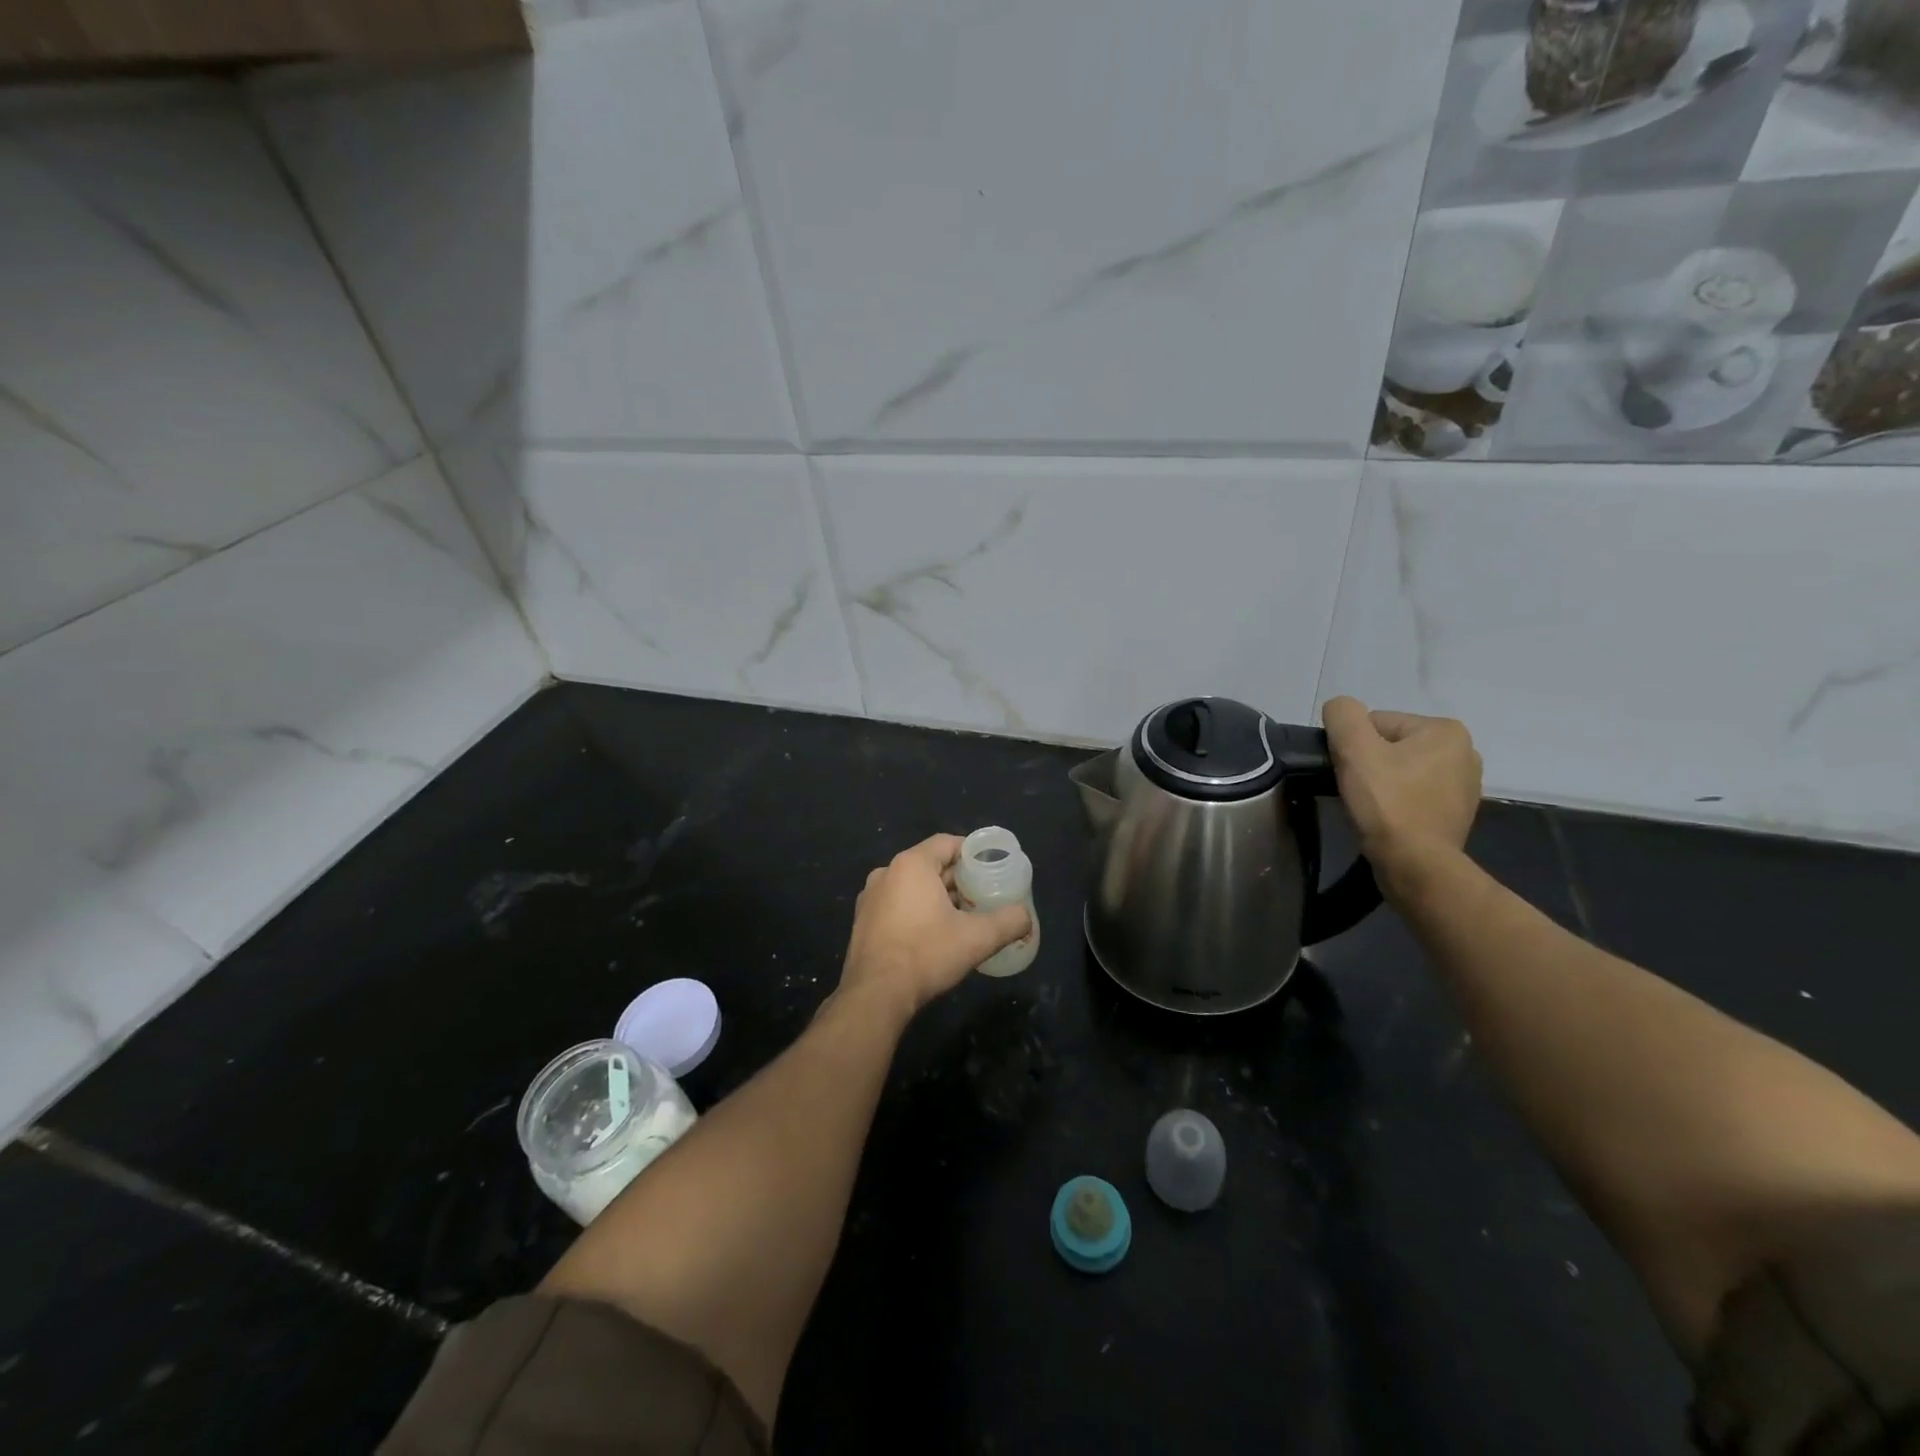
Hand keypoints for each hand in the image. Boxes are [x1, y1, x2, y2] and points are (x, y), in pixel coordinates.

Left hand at [837, 834, 1032, 1022]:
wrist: (876, 995)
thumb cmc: (926, 954)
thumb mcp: (977, 938)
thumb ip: (1008, 922)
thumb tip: (1026, 916)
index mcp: (911, 865)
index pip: (947, 843)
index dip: (973, 853)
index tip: (992, 869)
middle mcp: (886, 873)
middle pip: (931, 865)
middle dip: (958, 879)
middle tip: (983, 896)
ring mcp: (870, 898)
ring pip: (913, 887)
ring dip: (938, 897)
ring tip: (963, 917)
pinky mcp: (862, 921)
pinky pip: (897, 905)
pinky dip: (917, 911)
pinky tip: (934, 934)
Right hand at [1322, 697, 1481, 896]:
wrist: (1415, 864)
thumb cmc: (1386, 802)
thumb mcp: (1354, 748)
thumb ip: (1342, 714)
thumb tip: (1340, 708)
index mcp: (1445, 730)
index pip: (1377, 723)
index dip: (1353, 745)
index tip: (1348, 771)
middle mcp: (1465, 752)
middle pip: (1391, 746)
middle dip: (1370, 764)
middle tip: (1357, 790)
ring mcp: (1465, 786)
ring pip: (1402, 771)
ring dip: (1382, 784)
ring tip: (1371, 807)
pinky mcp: (1457, 813)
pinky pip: (1415, 795)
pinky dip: (1397, 803)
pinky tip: (1387, 819)